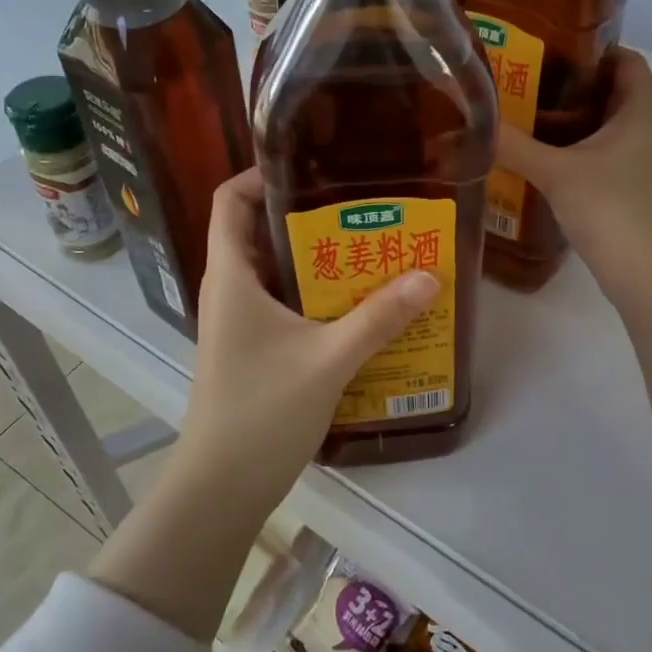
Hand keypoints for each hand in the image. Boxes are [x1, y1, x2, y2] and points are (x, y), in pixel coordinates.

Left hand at [178, 169, 438, 506]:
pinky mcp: (253, 348)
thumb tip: (429, 276)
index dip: (260, 173)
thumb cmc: (262, 411)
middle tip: (364, 205)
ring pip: (276, 270)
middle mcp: (230, 290)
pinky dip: (317, 294)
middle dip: (308, 214)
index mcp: (231, 276)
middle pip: (259, 230)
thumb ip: (379, 317)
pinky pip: (285, 303)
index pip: (230, 200)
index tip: (313, 162)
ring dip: (318, 258)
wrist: (221, 488)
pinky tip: (360, 304)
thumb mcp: (328, 359)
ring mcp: (239, 321)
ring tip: (372, 247)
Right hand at [495, 49, 651, 299]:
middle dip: (573, 86)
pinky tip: (547, 161)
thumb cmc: (611, 209)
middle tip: (526, 84)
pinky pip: (610, 154)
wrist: (649, 275)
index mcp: (644, 109)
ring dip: (575, 122)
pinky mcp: (640, 188)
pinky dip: (582, 150)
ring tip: (529, 119)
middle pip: (614, 91)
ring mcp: (650, 161)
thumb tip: (471, 122)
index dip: (591, 49)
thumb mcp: (556, 172)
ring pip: (611, 126)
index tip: (548, 51)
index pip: (625, 59)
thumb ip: (513, 145)